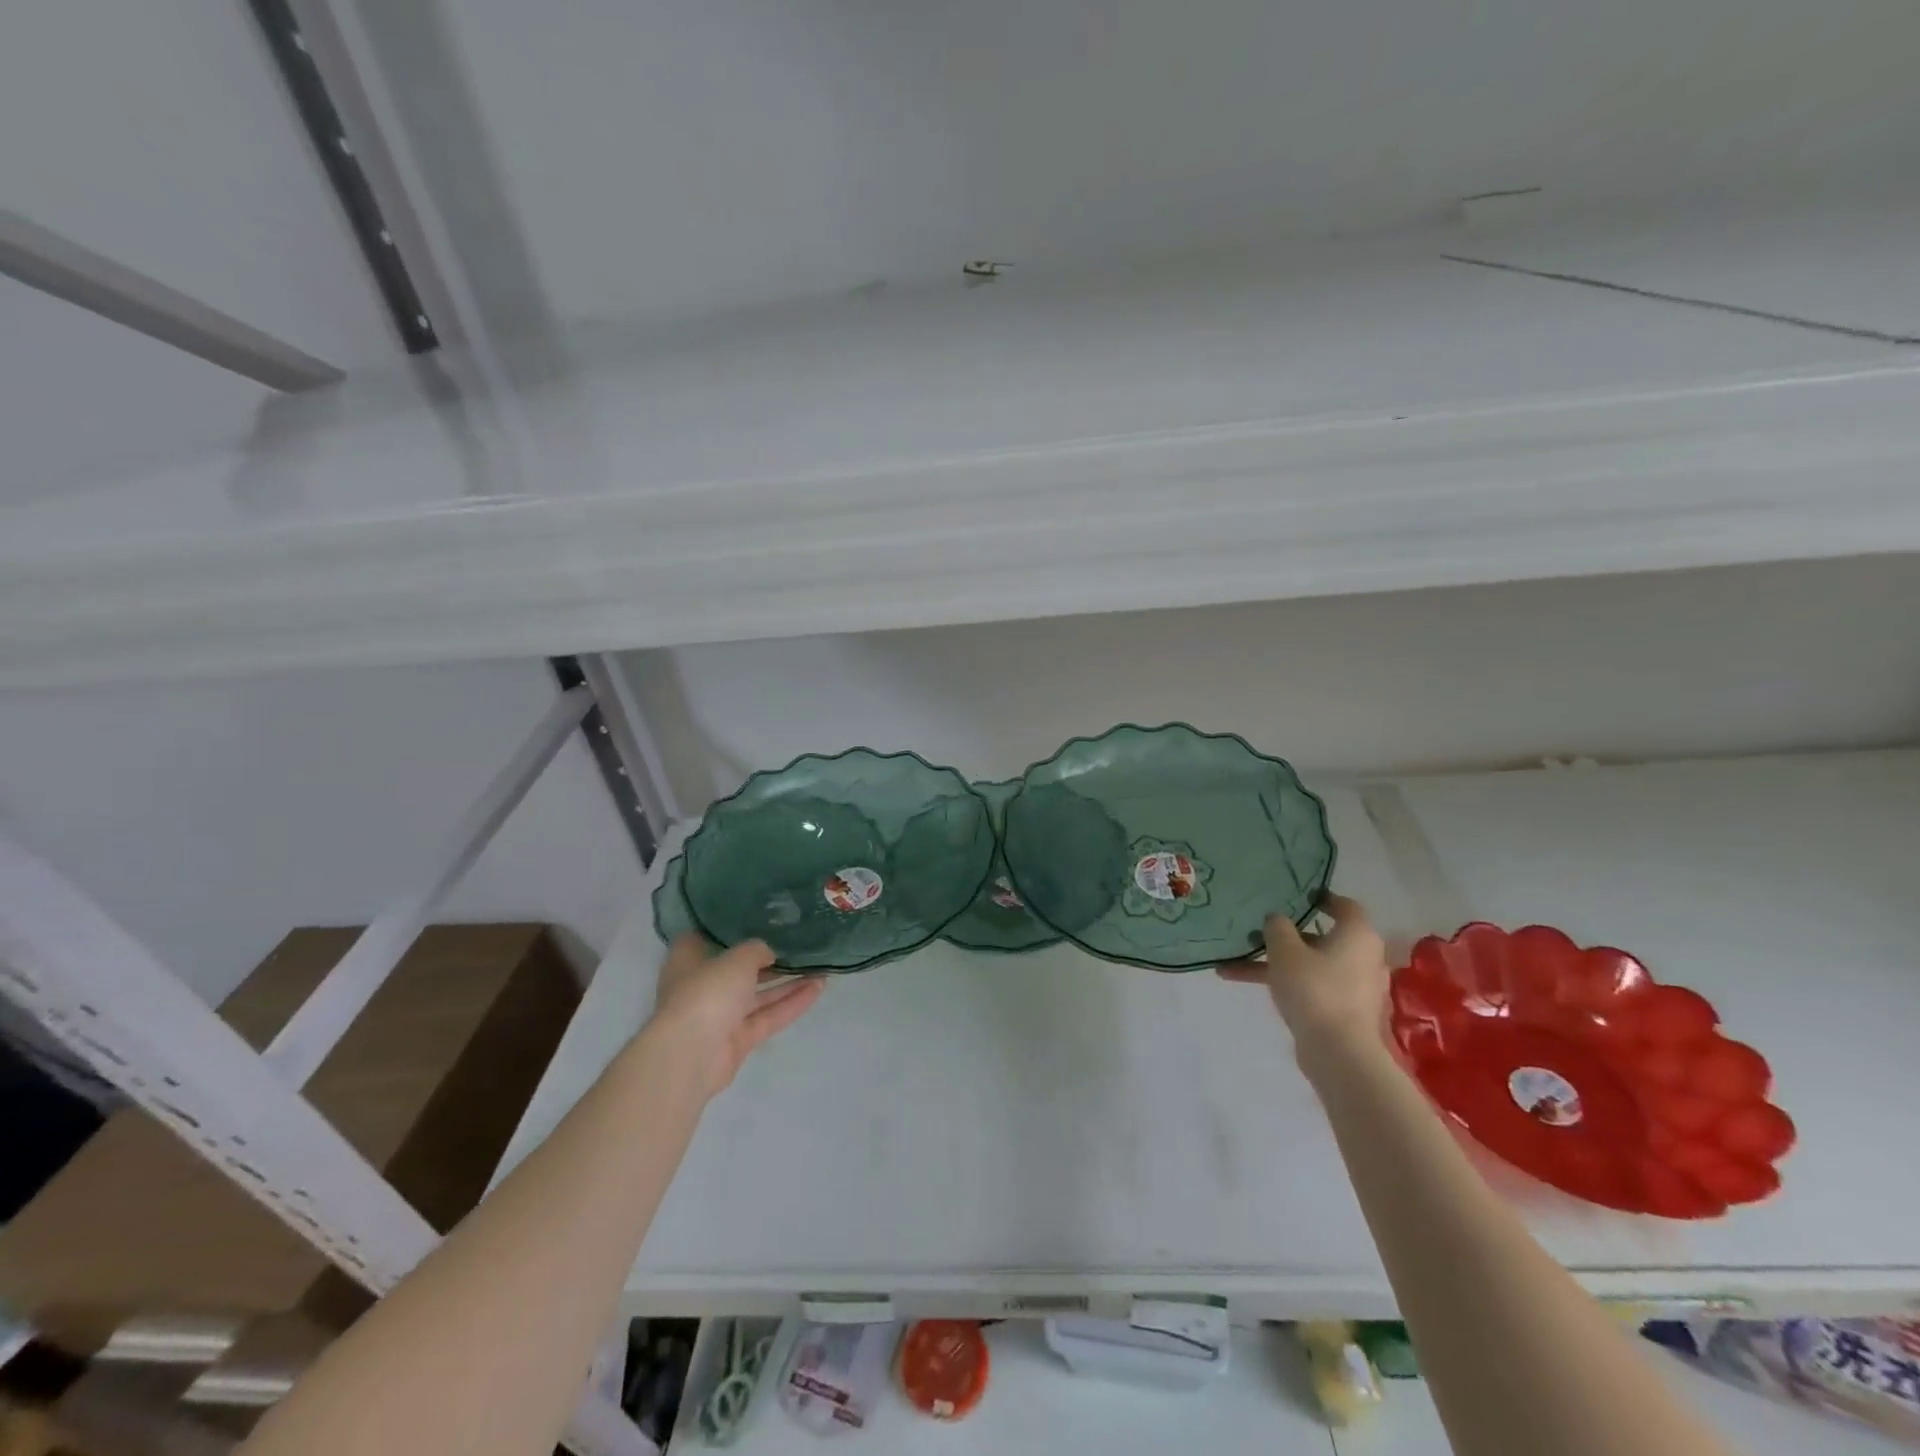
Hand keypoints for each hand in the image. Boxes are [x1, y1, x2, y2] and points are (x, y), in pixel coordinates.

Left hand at [647, 936, 823, 1098]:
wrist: (691, 1054)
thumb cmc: (706, 991)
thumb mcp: (737, 958)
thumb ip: (757, 949)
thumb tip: (768, 953)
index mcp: (688, 961)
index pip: (704, 938)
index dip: (727, 929)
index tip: (754, 918)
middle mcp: (702, 986)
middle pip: (738, 969)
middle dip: (767, 959)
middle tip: (798, 943)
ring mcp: (720, 1016)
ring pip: (758, 995)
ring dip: (788, 982)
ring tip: (820, 966)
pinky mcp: (738, 1040)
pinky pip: (768, 1016)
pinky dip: (792, 1003)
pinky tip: (819, 988)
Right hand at [1217, 894, 1388, 1057]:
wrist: (1339, 1053)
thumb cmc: (1314, 989)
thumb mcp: (1285, 950)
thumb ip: (1277, 927)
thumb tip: (1277, 919)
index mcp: (1357, 934)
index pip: (1344, 905)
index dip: (1320, 898)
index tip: (1295, 897)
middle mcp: (1363, 957)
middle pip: (1322, 937)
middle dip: (1285, 936)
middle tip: (1256, 932)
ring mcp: (1355, 987)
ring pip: (1311, 965)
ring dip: (1275, 963)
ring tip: (1233, 966)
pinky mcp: (1346, 1011)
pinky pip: (1312, 987)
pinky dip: (1286, 985)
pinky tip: (1248, 988)